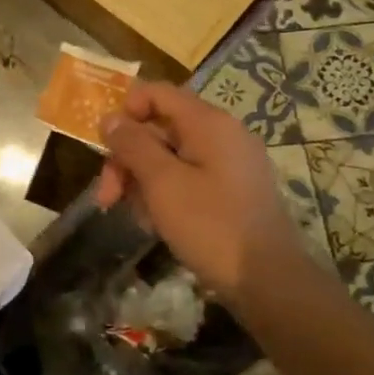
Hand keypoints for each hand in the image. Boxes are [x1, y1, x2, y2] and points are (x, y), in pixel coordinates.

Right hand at [98, 82, 313, 309]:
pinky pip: (187, 177)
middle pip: (159, 128)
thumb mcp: (162, 183)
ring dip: (141, 180)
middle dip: (127, 158)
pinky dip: (164, 192)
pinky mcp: (231, 190)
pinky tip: (155, 223)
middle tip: (107, 197)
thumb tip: (110, 119)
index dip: (125, 111)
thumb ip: (132, 145)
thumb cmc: (211, 226)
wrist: (268, 281)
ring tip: (132, 216)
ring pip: (169, 156)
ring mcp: (229, 163)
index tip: (105, 146)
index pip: (157, 93)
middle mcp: (222, 134)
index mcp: (208, 123)